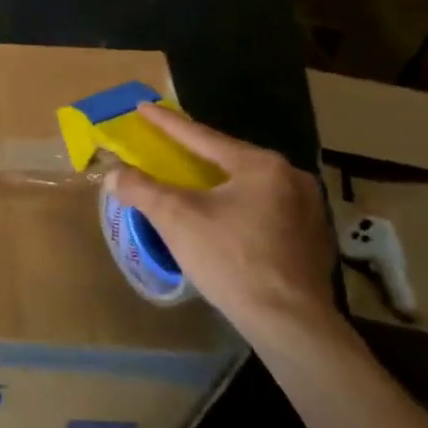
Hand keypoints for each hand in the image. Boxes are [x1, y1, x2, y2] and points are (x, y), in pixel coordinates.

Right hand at [105, 106, 340, 344]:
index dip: (167, 123)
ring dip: (221, 184)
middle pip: (230, 159)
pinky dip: (241, 209)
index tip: (144, 108)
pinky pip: (266, 211)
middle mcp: (291, 178)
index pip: (202, 137)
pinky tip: (227, 222)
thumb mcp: (176, 218)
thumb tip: (115, 174)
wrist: (288, 320)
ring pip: (250, 187)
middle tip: (170, 148)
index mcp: (260, 165)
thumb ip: (142, 189)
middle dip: (197, 155)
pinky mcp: (312, 239)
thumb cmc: (231, 259)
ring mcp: (308, 209)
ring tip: (197, 186)